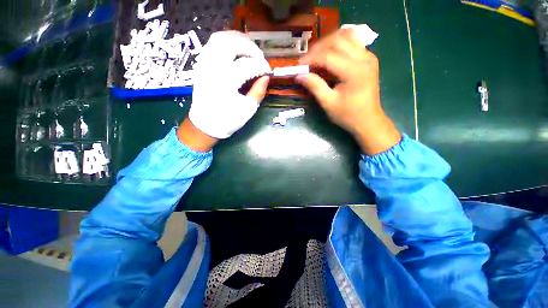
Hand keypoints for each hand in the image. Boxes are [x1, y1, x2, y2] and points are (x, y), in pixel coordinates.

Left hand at [185, 31, 270, 143]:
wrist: (205, 124)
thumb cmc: (228, 120)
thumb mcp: (247, 109)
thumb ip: (258, 92)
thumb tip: (266, 77)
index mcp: (226, 83)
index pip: (247, 65)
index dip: (261, 65)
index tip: (268, 70)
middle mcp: (213, 68)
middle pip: (232, 44)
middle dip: (250, 47)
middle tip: (259, 56)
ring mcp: (204, 64)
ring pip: (220, 38)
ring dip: (237, 39)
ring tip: (249, 48)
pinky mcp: (201, 64)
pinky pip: (212, 44)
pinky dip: (226, 42)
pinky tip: (235, 49)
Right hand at [296, 29, 400, 155]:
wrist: (368, 120)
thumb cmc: (348, 115)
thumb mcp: (328, 103)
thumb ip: (314, 86)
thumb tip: (299, 75)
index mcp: (354, 71)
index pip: (328, 56)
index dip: (311, 58)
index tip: (299, 66)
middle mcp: (363, 58)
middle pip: (337, 40)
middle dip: (318, 48)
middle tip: (307, 61)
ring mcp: (368, 56)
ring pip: (347, 35)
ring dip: (329, 42)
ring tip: (318, 55)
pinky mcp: (369, 58)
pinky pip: (353, 41)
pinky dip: (339, 43)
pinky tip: (332, 54)